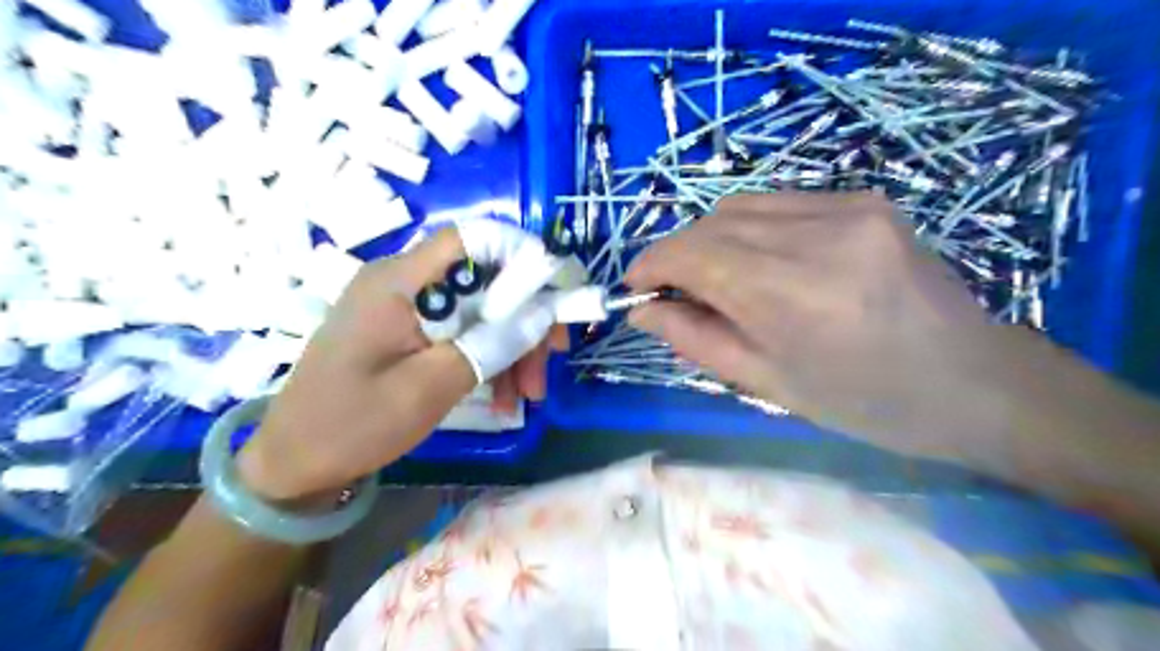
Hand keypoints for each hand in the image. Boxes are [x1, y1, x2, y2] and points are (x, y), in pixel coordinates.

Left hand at [237, 226, 564, 501]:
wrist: (294, 463)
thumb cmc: (353, 424)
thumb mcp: (430, 387)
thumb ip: (491, 344)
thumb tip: (544, 312)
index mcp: (398, 281)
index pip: (470, 239)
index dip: (519, 254)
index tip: (555, 293)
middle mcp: (403, 282)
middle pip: (484, 280)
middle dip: (524, 319)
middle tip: (549, 362)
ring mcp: (405, 307)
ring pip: (479, 309)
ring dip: (511, 346)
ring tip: (526, 396)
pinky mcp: (408, 331)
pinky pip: (461, 331)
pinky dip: (487, 358)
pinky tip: (502, 396)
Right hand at [631, 190, 1016, 459]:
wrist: (972, 382)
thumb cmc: (864, 402)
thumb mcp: (767, 383)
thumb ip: (695, 339)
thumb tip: (644, 310)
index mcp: (792, 294)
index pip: (691, 253)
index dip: (650, 265)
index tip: (634, 288)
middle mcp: (817, 235)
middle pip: (710, 222)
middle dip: (677, 254)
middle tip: (674, 292)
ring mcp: (847, 208)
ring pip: (740, 205)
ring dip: (710, 239)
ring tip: (717, 278)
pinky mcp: (865, 198)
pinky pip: (779, 203)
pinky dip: (750, 229)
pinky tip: (764, 261)